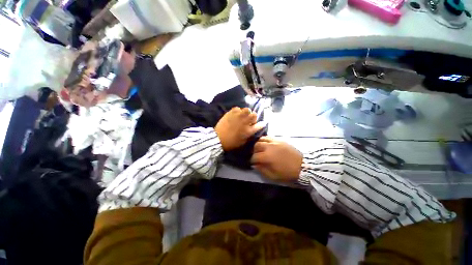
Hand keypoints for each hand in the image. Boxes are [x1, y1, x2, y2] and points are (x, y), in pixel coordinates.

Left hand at [215, 107, 262, 150]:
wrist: (219, 138)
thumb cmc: (231, 142)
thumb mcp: (243, 141)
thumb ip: (249, 135)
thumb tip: (252, 129)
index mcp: (249, 130)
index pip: (259, 125)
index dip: (261, 124)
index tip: (262, 123)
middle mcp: (245, 121)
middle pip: (254, 115)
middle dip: (253, 118)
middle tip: (248, 120)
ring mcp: (239, 116)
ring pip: (247, 109)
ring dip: (246, 113)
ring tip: (242, 116)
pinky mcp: (231, 112)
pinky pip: (237, 108)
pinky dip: (238, 111)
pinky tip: (235, 115)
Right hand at [251, 137, 302, 181]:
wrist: (303, 165)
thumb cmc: (287, 172)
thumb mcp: (273, 176)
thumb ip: (262, 170)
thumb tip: (255, 165)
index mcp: (267, 157)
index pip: (254, 156)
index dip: (252, 160)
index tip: (253, 163)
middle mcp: (269, 147)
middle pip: (256, 145)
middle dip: (254, 151)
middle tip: (256, 155)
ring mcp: (274, 142)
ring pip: (261, 139)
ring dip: (258, 144)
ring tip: (260, 149)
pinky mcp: (279, 139)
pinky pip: (269, 137)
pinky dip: (265, 140)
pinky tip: (266, 144)